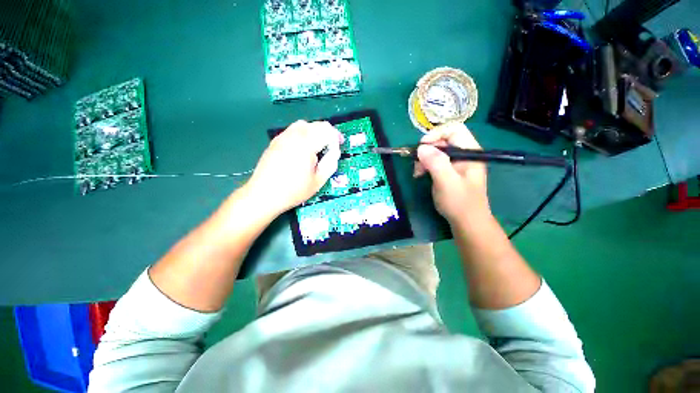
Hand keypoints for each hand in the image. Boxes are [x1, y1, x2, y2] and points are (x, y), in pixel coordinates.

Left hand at [246, 120, 342, 215]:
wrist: (264, 194)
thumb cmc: (294, 190)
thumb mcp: (318, 181)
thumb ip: (330, 163)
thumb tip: (335, 152)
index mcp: (307, 144)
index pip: (327, 131)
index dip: (337, 137)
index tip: (340, 144)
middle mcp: (294, 135)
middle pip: (316, 124)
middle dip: (327, 133)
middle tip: (331, 146)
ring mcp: (283, 136)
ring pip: (304, 124)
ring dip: (315, 131)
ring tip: (317, 146)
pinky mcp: (275, 141)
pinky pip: (293, 130)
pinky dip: (303, 134)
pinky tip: (302, 148)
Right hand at [414, 123, 489, 225]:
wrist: (467, 222)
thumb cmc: (460, 202)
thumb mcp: (447, 182)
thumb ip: (436, 163)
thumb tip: (421, 148)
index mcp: (470, 152)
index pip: (454, 129)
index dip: (436, 134)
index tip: (421, 147)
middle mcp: (464, 154)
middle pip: (443, 140)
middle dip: (427, 149)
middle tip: (417, 163)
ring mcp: (456, 163)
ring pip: (436, 151)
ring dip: (424, 159)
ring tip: (417, 172)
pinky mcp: (449, 171)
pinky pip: (435, 161)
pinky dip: (425, 166)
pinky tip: (420, 174)